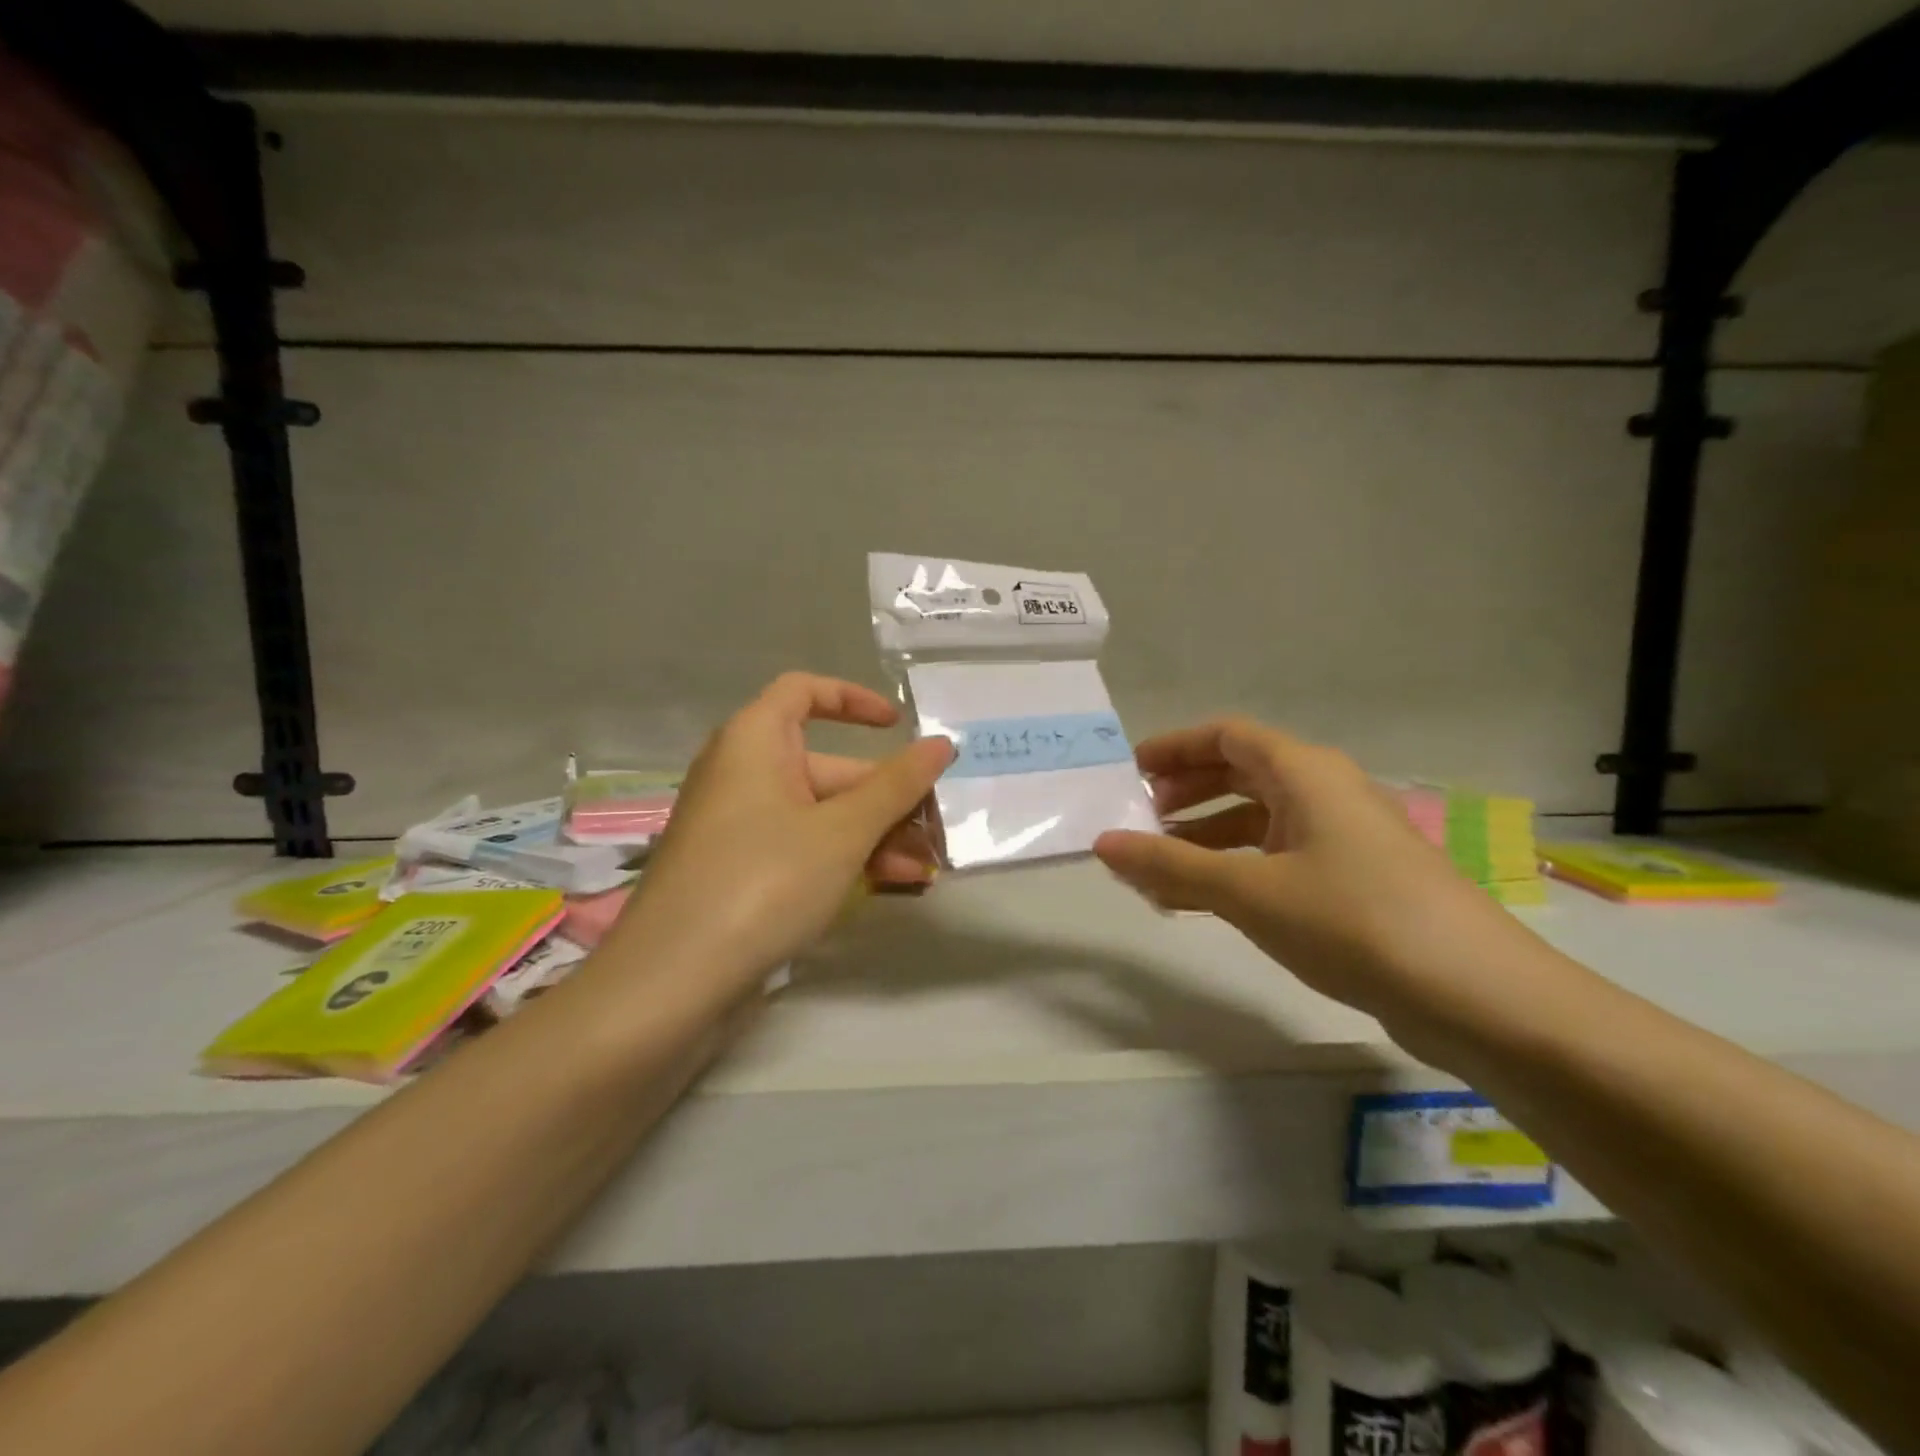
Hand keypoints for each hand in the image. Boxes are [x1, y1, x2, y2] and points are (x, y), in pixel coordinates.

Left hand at [608, 673, 952, 1000]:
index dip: (854, 700)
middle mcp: (743, 774)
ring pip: (820, 814)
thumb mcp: (843, 831)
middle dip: (886, 798)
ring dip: (875, 836)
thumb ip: (897, 786)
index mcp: (754, 741)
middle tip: (936, 831)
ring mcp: (739, 826)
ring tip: (923, 871)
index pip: (804, 691)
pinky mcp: (739, 871)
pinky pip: (802, 847)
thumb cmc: (763, 882)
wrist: (671, 983)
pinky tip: (888, 887)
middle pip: (827, 767)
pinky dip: (843, 859)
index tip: (898, 725)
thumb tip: (941, 744)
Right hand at [1093, 717, 1547, 1032]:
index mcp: (1305, 772)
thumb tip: (1102, 843)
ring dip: (1206, 838)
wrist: (1479, 997)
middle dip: (1186, 793)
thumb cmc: (1354, 920)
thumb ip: (1170, 865)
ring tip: (1159, 870)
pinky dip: (1236, 870)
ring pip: (1258, 820)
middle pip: (1241, 773)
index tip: (1129, 772)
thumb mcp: (1249, 891)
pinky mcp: (1355, 883)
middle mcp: (1326, 793)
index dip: (1174, 747)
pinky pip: (1278, 858)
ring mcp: (1344, 839)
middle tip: (1139, 820)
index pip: (1226, 735)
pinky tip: (1207, 902)